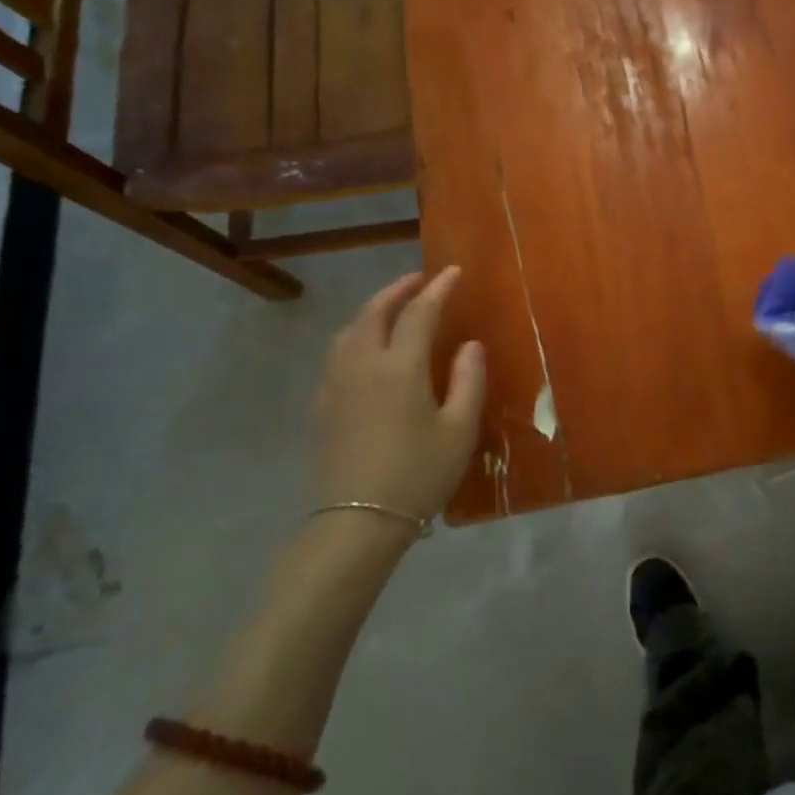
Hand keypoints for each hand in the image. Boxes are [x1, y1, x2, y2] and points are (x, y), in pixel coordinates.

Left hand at [313, 267, 485, 527]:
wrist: (357, 522)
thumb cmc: (418, 474)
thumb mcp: (460, 429)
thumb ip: (468, 380)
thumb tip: (470, 344)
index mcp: (400, 367)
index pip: (420, 313)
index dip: (438, 289)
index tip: (454, 272)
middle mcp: (363, 365)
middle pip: (375, 312)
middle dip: (398, 290)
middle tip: (419, 280)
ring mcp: (337, 384)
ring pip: (350, 330)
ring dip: (373, 309)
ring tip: (393, 307)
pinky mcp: (324, 405)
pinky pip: (338, 353)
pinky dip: (356, 335)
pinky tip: (367, 349)